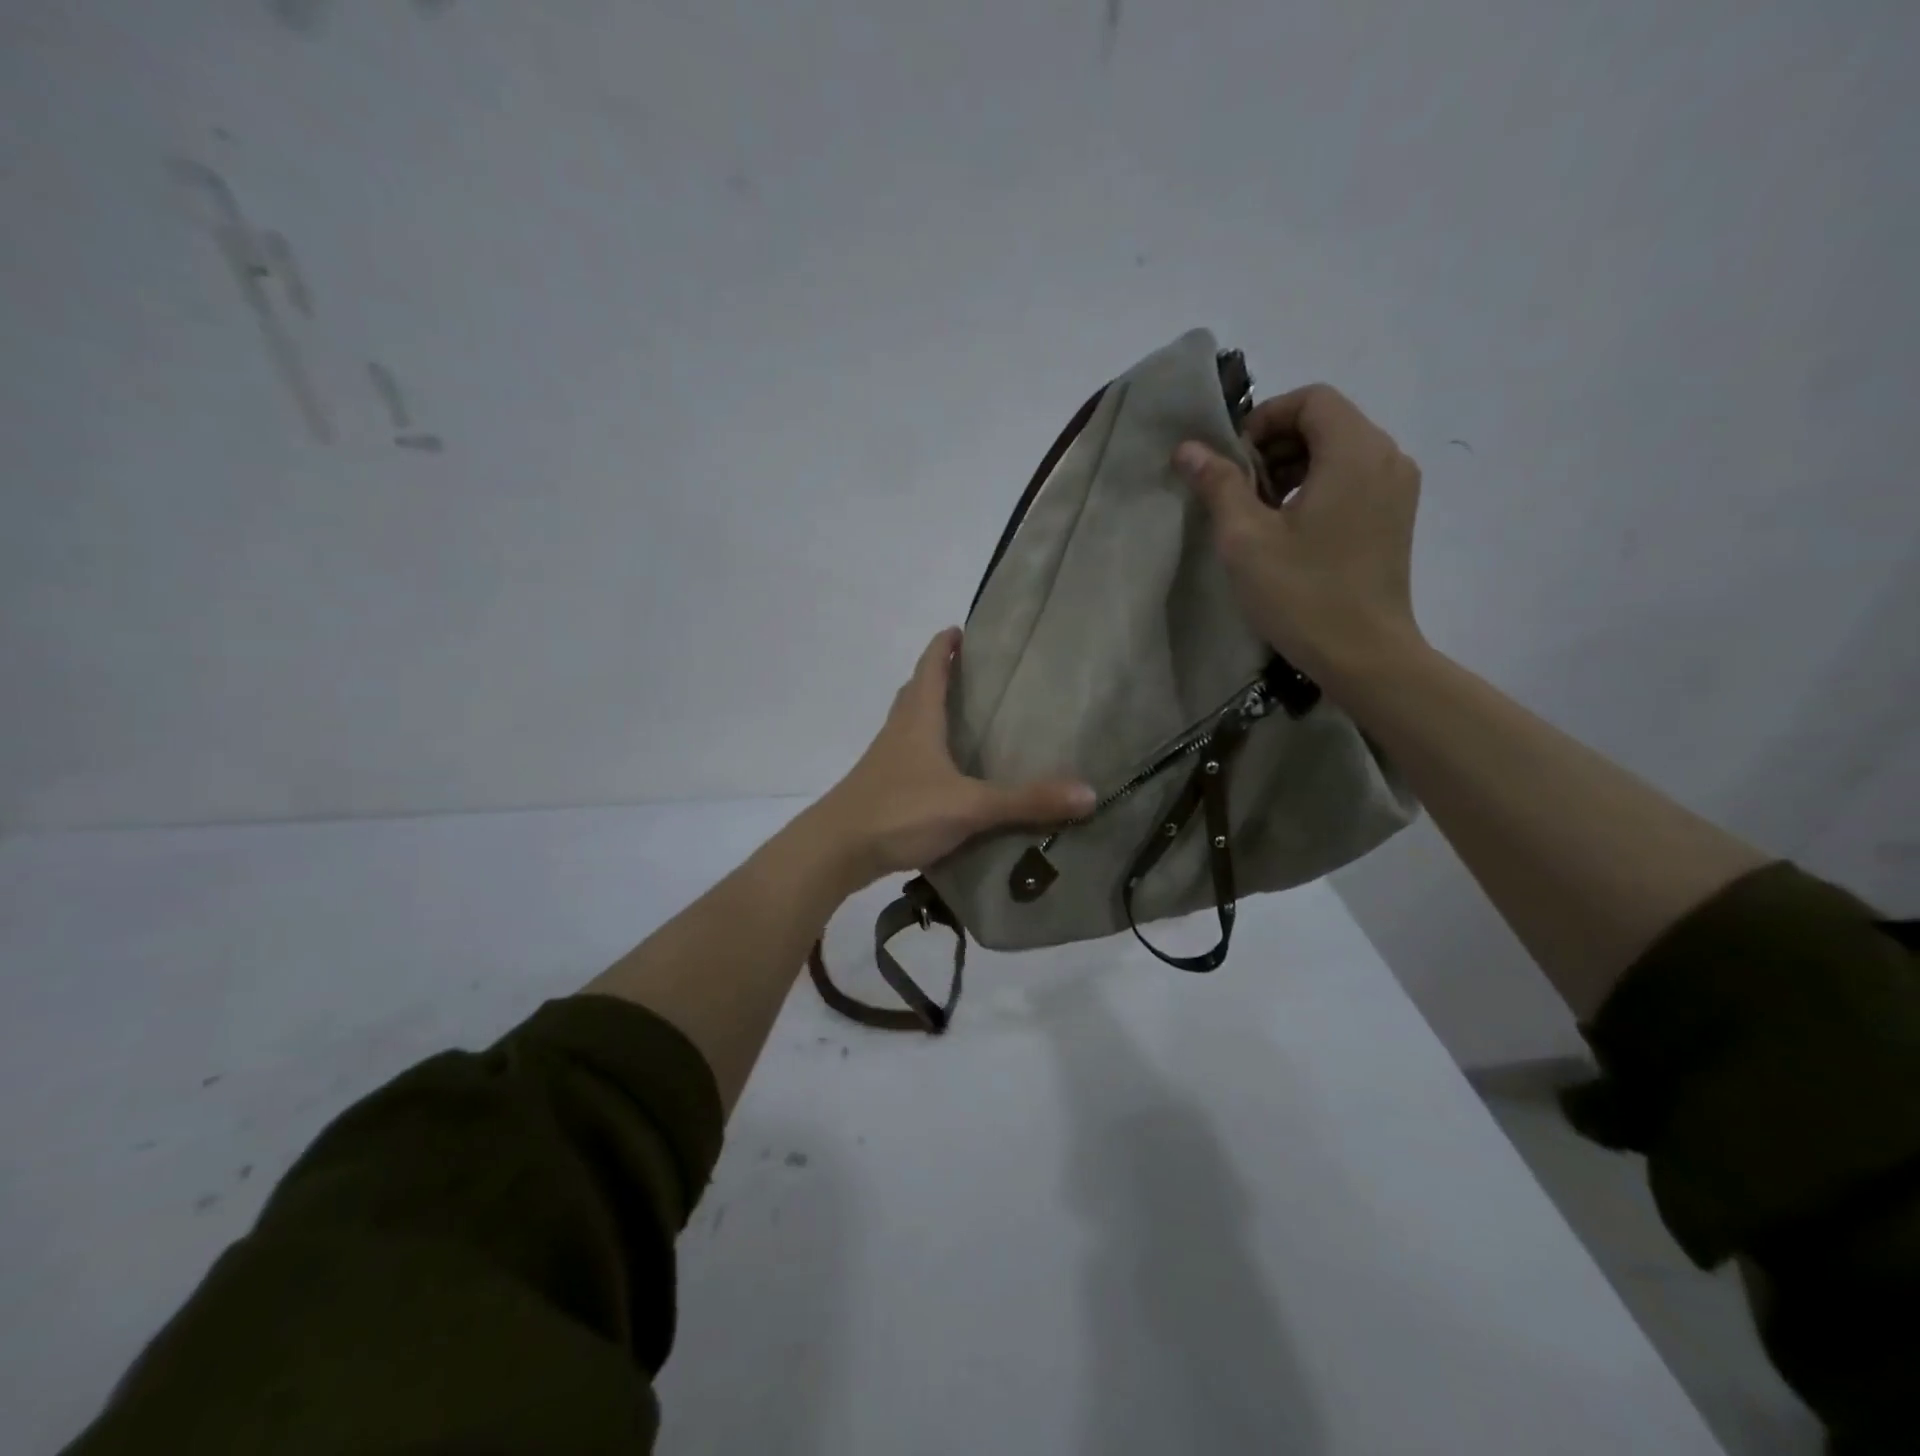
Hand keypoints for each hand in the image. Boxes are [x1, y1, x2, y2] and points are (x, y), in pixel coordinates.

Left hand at [812, 628, 1094, 884]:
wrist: (835, 850)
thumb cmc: (900, 812)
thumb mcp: (970, 806)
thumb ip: (1026, 801)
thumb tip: (1089, 793)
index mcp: (917, 719)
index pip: (930, 667)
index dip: (944, 645)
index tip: (960, 628)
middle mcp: (898, 731)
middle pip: (916, 690)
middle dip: (938, 675)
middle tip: (971, 671)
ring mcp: (884, 760)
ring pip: (908, 723)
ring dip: (929, 712)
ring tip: (961, 717)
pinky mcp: (880, 788)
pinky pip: (906, 756)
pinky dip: (925, 750)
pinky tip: (944, 773)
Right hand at [1173, 384, 1423, 682]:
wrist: (1364, 655)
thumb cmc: (1301, 594)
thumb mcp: (1245, 539)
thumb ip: (1219, 485)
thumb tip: (1189, 448)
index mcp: (1355, 451)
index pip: (1311, 399)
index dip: (1264, 419)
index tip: (1232, 462)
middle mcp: (1387, 457)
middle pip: (1327, 421)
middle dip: (1276, 445)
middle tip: (1239, 490)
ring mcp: (1397, 488)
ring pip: (1340, 451)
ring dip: (1294, 467)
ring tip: (1260, 513)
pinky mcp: (1396, 516)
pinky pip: (1354, 478)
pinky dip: (1318, 486)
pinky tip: (1291, 529)